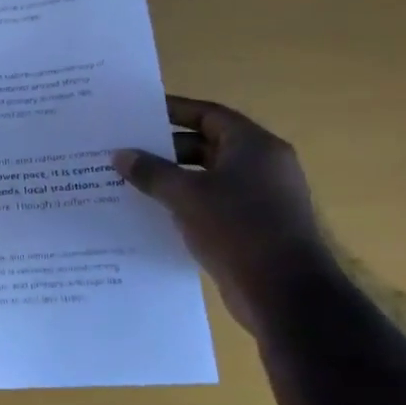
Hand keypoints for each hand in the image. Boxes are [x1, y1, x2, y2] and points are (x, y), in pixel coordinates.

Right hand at [114, 96, 336, 329]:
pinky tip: (151, 211)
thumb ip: (151, 172)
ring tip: (130, 181)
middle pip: (207, 144)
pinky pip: (211, 203)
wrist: (284, 293)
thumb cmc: (238, 229)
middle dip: (165, 148)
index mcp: (254, 147)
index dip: (173, 111)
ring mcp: (260, 198)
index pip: (209, 115)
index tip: (137, 113)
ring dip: (172, 178)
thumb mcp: (185, 195)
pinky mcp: (253, 226)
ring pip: (207, 176)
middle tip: (126, 150)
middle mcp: (262, 166)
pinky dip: (184, 202)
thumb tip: (120, 155)